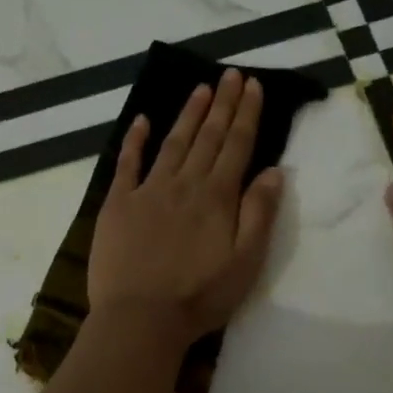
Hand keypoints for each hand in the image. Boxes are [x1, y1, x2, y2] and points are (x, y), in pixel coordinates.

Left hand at [89, 69, 285, 352]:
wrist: (140, 318)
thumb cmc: (199, 297)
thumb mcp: (245, 263)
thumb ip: (259, 214)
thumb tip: (274, 171)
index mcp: (217, 198)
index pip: (236, 146)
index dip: (246, 114)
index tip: (252, 85)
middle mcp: (184, 184)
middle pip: (207, 137)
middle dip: (222, 104)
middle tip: (230, 74)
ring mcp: (148, 191)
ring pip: (173, 143)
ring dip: (188, 114)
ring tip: (200, 88)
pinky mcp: (118, 204)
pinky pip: (127, 164)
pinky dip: (135, 140)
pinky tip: (141, 120)